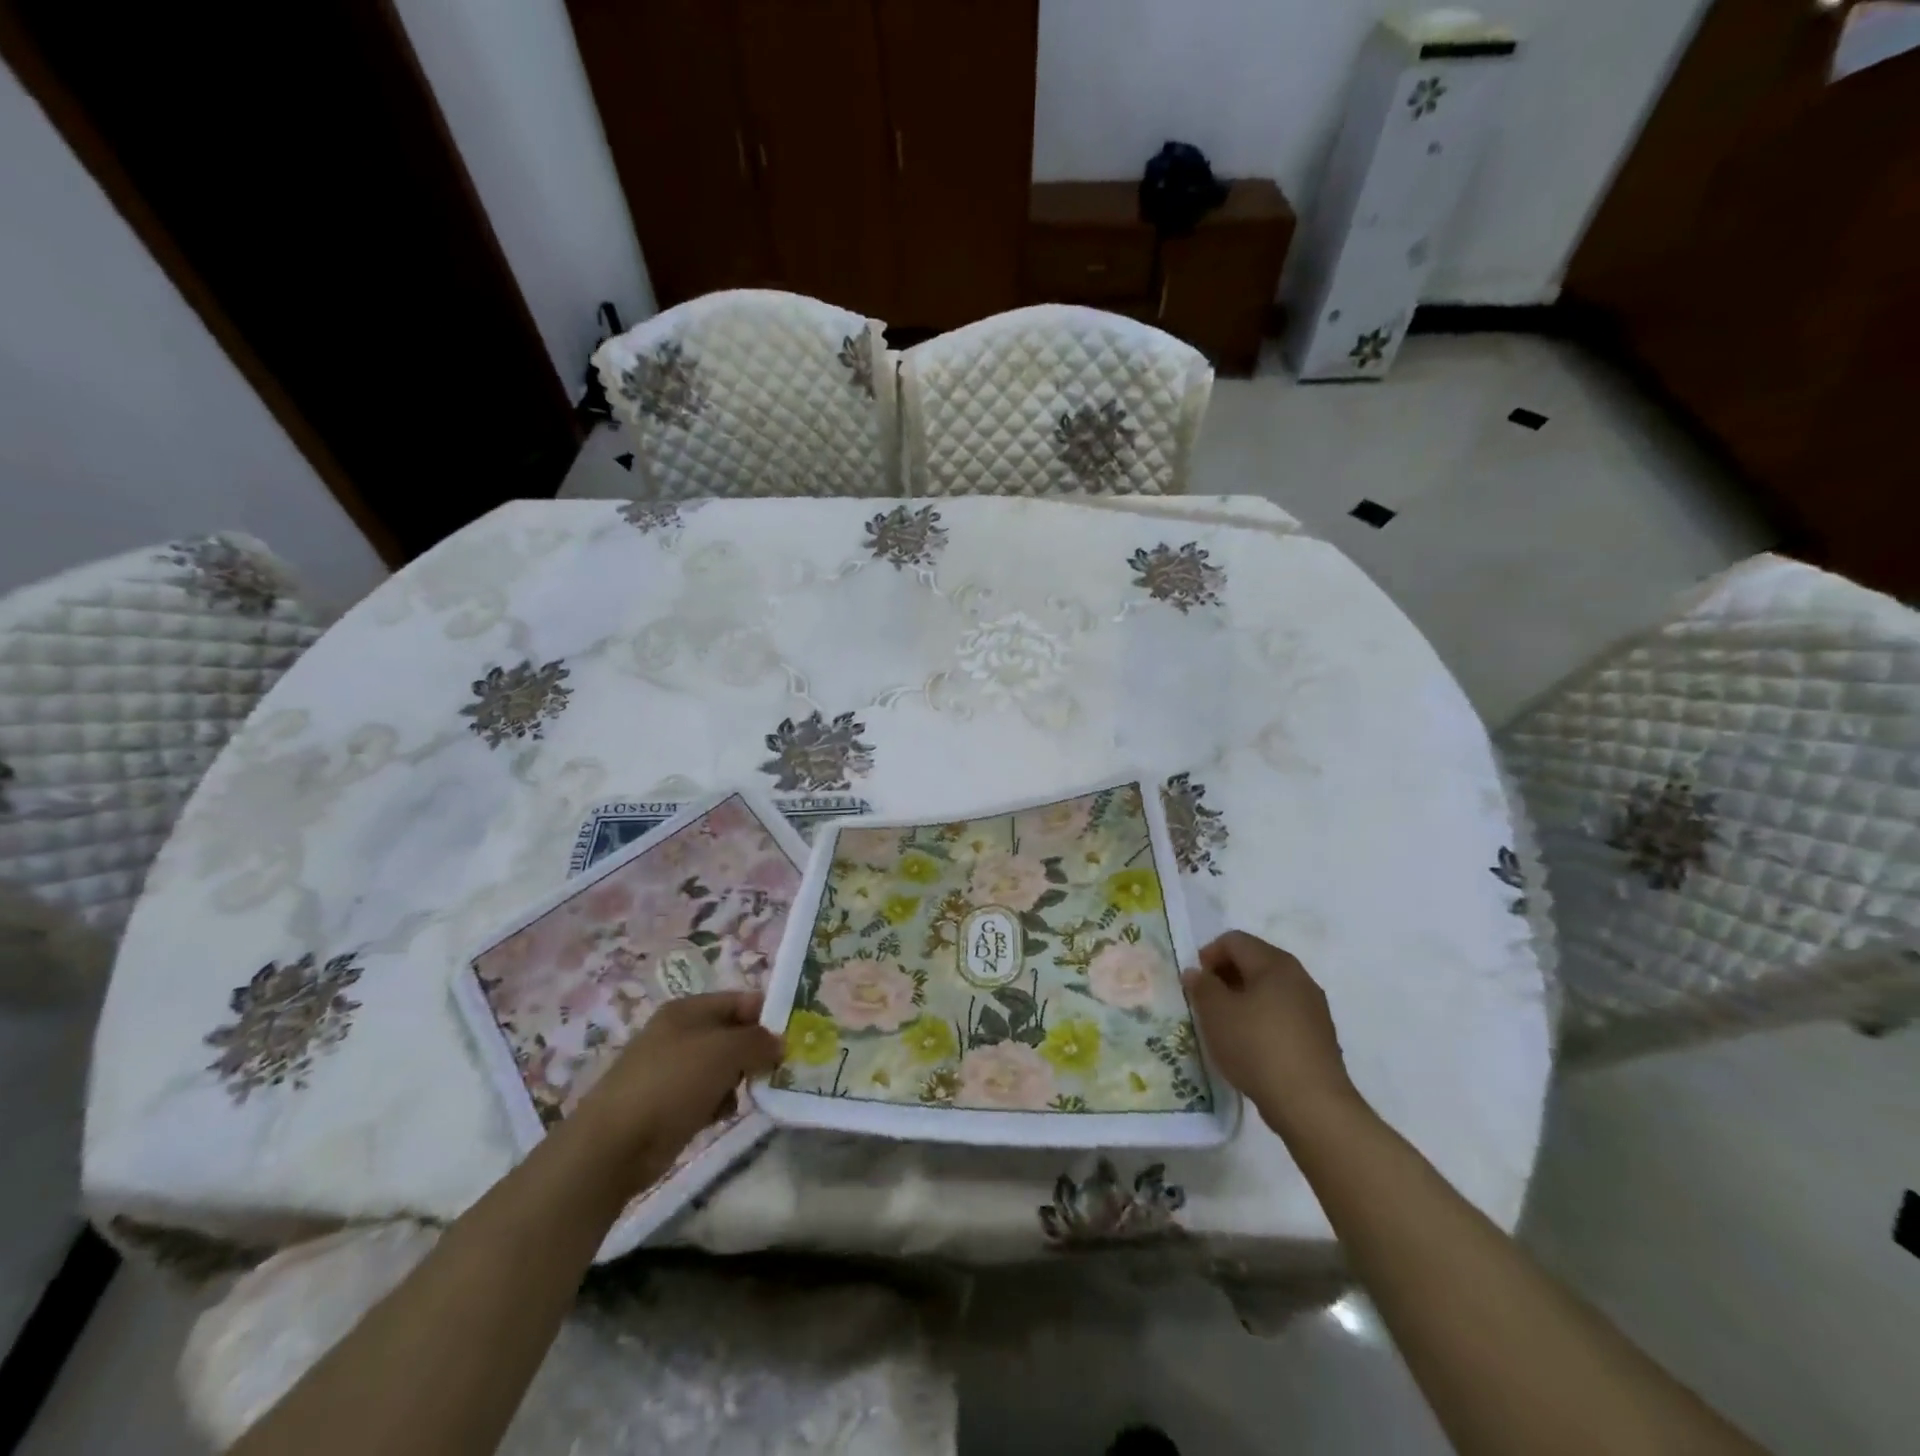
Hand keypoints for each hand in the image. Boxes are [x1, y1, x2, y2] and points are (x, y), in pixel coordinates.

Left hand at [568, 991, 781, 1195]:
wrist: (613, 1145)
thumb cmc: (671, 1084)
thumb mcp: (724, 1052)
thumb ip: (758, 1041)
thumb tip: (779, 1042)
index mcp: (688, 1010)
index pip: (740, 1001)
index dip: (768, 1015)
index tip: (795, 1036)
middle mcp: (679, 1034)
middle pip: (732, 1034)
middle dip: (756, 1050)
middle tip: (781, 1067)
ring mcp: (671, 1070)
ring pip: (722, 1067)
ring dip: (739, 1079)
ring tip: (751, 1093)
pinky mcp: (668, 1104)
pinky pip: (707, 1094)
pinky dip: (719, 1103)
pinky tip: (722, 1115)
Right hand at [1184, 932, 1360, 1139]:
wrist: (1312, 1105)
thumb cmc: (1257, 1047)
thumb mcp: (1216, 1014)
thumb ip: (1202, 986)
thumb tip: (1196, 972)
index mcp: (1275, 963)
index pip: (1235, 940)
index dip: (1209, 954)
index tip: (1195, 982)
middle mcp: (1299, 977)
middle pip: (1254, 961)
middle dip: (1225, 975)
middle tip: (1205, 1001)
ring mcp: (1313, 1007)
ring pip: (1269, 988)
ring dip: (1243, 998)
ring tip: (1224, 1024)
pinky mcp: (1318, 1036)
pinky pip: (1282, 1013)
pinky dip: (1261, 1018)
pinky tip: (1250, 1044)